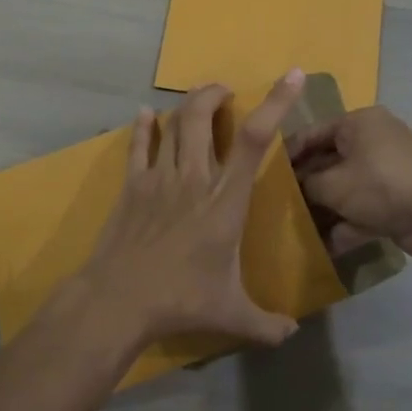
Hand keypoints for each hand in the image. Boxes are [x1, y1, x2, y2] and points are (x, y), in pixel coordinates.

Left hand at [76, 72, 306, 350]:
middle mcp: (194, 178)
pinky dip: (145, 126)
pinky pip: (139, 145)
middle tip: (226, 93)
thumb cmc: (180, 301)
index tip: (291, 77)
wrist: (118, 300)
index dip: (276, 103)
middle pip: (202, 116)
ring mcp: (159, 178)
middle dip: (216, 94)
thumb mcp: (231, 315)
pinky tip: (147, 115)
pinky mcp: (132, 185)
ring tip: (199, 101)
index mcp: (225, 200)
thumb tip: (293, 334)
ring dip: (188, 105)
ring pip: (174, 124)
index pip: (255, 140)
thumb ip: (266, 324)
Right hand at [287, 105, 411, 261]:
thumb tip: (298, 187)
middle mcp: (375, 139)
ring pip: (348, 186)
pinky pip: (365, 207)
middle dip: (308, 184)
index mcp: (359, 122)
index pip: (313, 132)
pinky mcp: (400, 198)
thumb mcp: (333, 184)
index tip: (266, 173)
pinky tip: (326, 246)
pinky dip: (348, 223)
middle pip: (331, 160)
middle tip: (280, 202)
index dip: (288, 153)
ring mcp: (389, 170)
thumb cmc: (382, 185)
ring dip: (326, 207)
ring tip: (298, 226)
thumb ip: (308, 184)